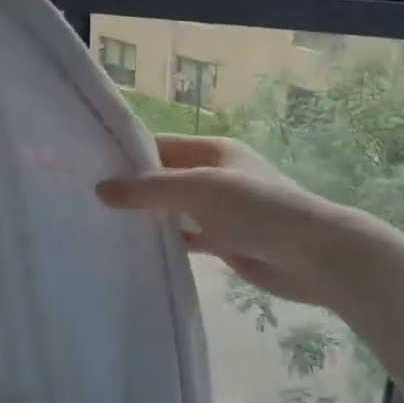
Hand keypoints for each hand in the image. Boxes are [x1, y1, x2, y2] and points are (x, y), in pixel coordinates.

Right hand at [97, 135, 358, 308]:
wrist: (315, 256)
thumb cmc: (258, 210)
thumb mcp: (201, 190)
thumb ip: (150, 190)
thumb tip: (100, 189)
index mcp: (213, 151)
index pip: (160, 146)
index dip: (127, 154)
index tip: (90, 166)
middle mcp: (214, 176)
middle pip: (164, 177)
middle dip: (132, 187)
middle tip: (88, 199)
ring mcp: (220, 210)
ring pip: (174, 209)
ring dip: (147, 216)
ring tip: (103, 223)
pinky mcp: (225, 241)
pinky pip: (187, 237)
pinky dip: (166, 241)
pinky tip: (138, 250)